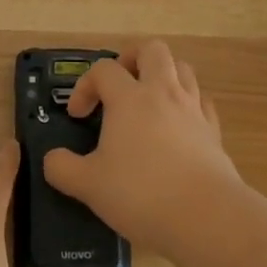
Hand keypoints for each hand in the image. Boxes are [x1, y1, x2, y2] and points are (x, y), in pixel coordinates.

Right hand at [41, 40, 239, 255]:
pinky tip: (179, 125)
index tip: (78, 115)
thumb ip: (63, 168)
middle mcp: (163, 93)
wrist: (206, 216)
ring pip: (182, 68)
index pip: (103, 69)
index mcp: (129, 98)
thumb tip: (52, 159)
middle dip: (132, 59)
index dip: (85, 86)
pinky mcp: (214, 130)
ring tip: (149, 100)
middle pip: (152, 50)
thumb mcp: (89, 185)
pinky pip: (202, 101)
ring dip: (163, 76)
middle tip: (119, 85)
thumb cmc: (141, 194)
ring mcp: (193, 109)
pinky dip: (188, 104)